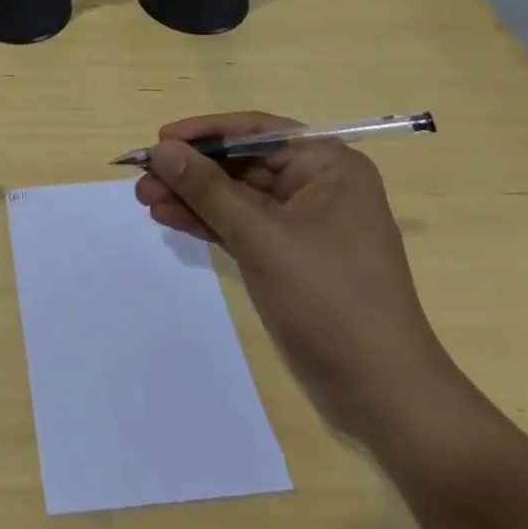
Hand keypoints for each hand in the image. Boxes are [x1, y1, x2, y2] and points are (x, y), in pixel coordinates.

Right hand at [136, 112, 467, 444]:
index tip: (160, 140)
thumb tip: (161, 148)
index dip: (204, 132)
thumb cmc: (328, 300)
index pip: (256, 130)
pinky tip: (170, 219)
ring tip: (146, 200)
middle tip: (143, 178)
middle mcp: (318, 185)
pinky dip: (208, 222)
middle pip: (242, 163)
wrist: (384, 397)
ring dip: (193, 197)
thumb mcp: (260, 237)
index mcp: (327, 165)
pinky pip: (242, 225)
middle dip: (192, 171)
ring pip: (237, 196)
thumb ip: (207, 188)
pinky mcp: (291, 256)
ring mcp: (304, 223)